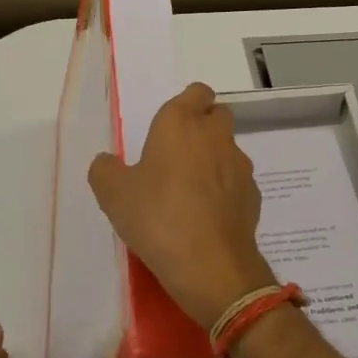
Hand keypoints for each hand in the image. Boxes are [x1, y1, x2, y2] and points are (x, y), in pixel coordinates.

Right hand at [88, 82, 277, 327]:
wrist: (210, 265)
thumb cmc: (157, 217)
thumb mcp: (113, 194)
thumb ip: (105, 170)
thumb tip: (107, 162)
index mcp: (181, 122)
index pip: (197, 92)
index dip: (187, 104)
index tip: (169, 127)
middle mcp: (215, 135)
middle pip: (217, 115)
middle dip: (202, 127)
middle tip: (176, 155)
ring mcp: (239, 165)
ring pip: (228, 149)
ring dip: (213, 160)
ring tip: (190, 191)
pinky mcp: (253, 195)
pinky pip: (237, 182)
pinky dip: (225, 190)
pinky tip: (207, 216)